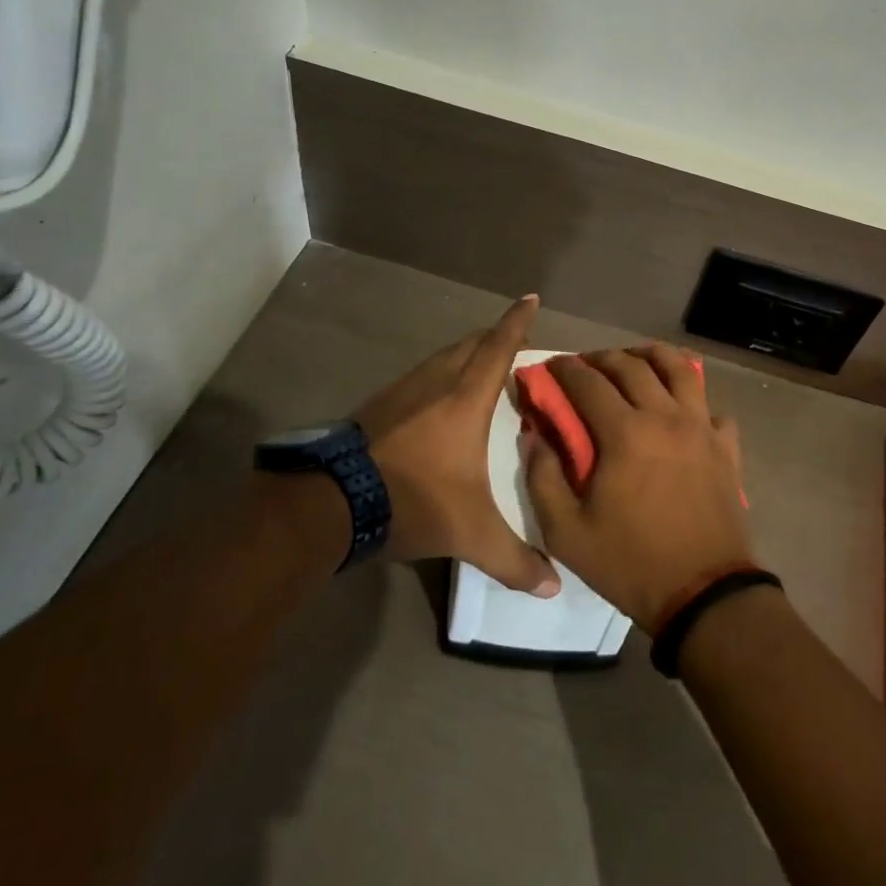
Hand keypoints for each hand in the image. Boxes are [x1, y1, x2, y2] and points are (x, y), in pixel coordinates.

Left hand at [353, 296, 560, 596]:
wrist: (332, 503)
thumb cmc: (413, 501)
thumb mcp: (469, 534)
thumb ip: (513, 560)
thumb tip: (553, 587)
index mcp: (465, 398)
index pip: (498, 347)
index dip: (517, 321)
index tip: (530, 297)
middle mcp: (436, 382)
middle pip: (470, 344)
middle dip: (494, 336)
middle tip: (514, 345)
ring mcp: (402, 390)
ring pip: (442, 357)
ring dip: (464, 354)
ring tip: (479, 369)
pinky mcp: (378, 405)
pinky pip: (420, 375)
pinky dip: (438, 374)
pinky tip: (435, 400)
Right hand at [524, 344, 753, 632]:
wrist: (705, 594)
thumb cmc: (631, 563)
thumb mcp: (567, 532)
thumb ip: (543, 478)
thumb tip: (535, 436)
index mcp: (625, 432)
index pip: (588, 382)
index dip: (565, 369)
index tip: (551, 366)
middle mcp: (665, 416)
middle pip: (632, 365)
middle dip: (603, 357)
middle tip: (586, 364)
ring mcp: (701, 428)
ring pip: (680, 369)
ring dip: (652, 356)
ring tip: (635, 360)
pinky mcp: (725, 446)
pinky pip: (711, 407)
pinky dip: (694, 400)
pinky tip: (681, 410)